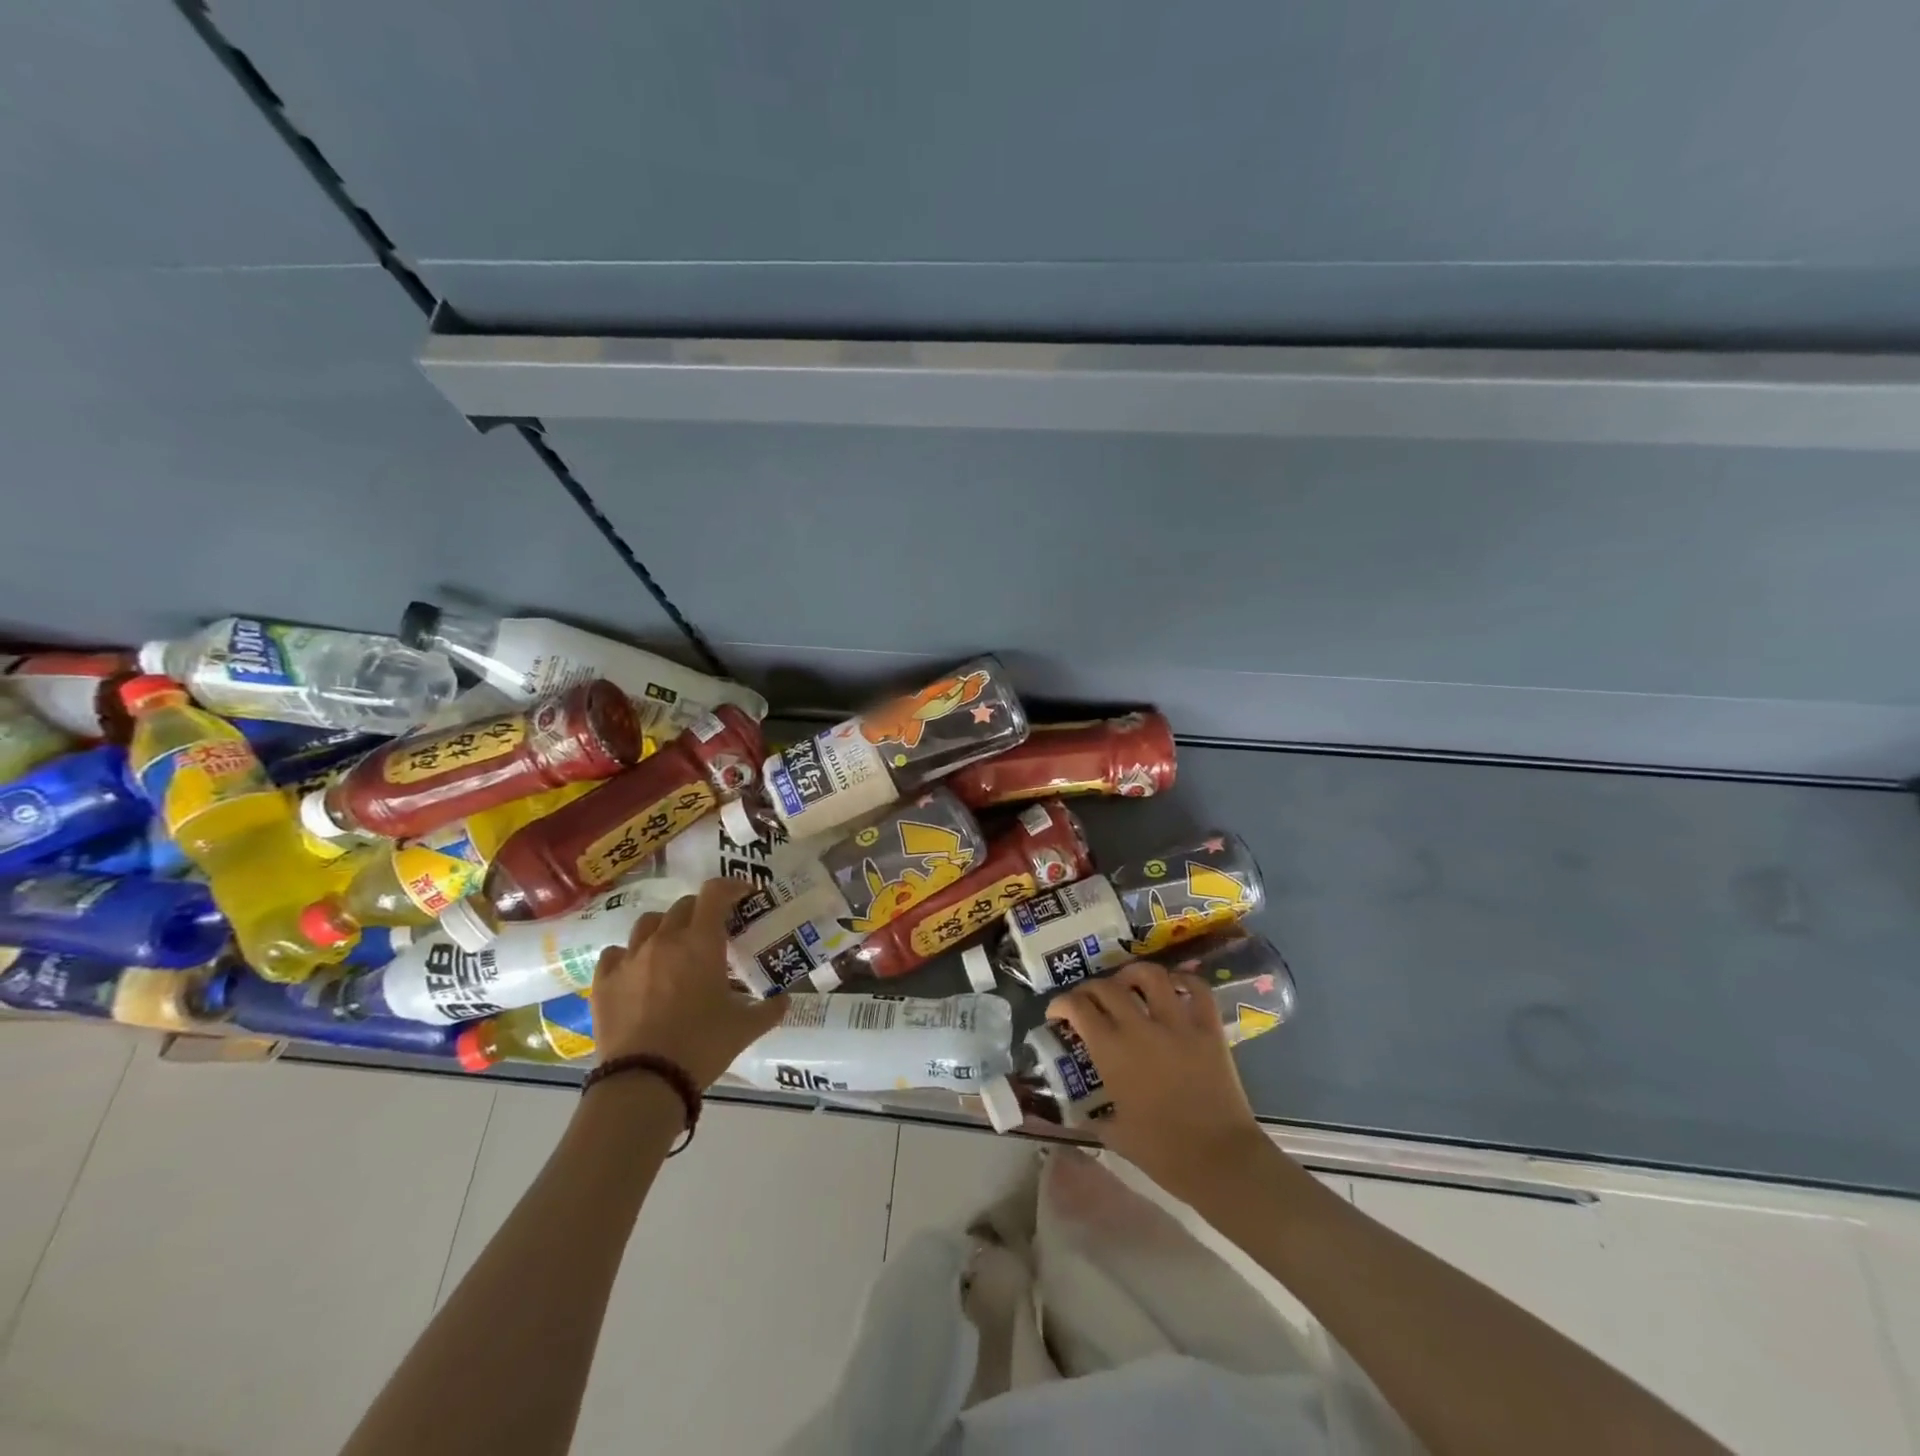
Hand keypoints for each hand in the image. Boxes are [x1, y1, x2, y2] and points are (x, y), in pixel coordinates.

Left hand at [589, 877, 786, 1087]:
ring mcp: (630, 958)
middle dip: (701, 911)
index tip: (743, 894)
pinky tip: (636, 971)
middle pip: (683, 906)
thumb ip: (769, 1009)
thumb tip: (786, 1001)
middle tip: (713, 931)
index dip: (731, 887)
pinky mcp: (604, 981)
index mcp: (702, 942)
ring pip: (648, 923)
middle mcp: (665, 939)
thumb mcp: (745, 1028)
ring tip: (673, 947)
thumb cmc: (702, 1045)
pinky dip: (629, 955)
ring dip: (665, 927)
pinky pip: (615, 953)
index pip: (715, 893)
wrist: (644, 1081)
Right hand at [1045, 960, 1268, 1199]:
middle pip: (1106, 987)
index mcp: (1111, 1051)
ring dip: (1133, 974)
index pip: (1077, 1007)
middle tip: (1088, 1002)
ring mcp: (1177, 1024)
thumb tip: (1081, 1112)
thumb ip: (1095, 1116)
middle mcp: (1139, 1027)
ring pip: (1150, 975)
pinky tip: (1173, 987)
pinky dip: (1184, 980)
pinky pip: (1197, 989)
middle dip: (1090, 989)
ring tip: (1128, 984)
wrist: (1220, 1161)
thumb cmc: (1163, 1153)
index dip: (1061, 1004)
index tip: (1057, 1013)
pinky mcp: (1209, 1029)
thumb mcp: (1116, 1134)